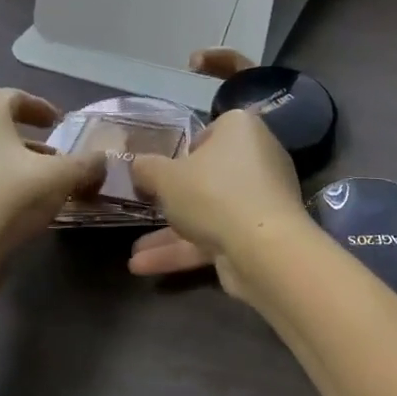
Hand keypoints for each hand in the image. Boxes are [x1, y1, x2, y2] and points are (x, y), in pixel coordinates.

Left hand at [0, 89, 104, 295]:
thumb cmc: (7, 202)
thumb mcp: (61, 179)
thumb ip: (87, 164)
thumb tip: (102, 160)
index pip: (14, 96)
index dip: (40, 107)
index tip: (59, 124)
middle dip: (28, 137)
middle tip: (53, 155)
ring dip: (10, 161)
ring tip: (36, 184)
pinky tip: (9, 206)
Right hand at [126, 47, 278, 293]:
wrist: (264, 249)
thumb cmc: (213, 193)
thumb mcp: (166, 177)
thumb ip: (148, 168)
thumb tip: (137, 164)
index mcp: (240, 128)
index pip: (209, 132)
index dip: (183, 151)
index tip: (161, 170)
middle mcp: (257, 157)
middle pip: (209, 174)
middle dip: (174, 197)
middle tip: (146, 207)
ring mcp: (261, 197)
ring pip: (210, 210)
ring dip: (171, 233)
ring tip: (132, 255)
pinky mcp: (260, 232)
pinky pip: (218, 235)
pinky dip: (185, 250)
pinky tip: (145, 267)